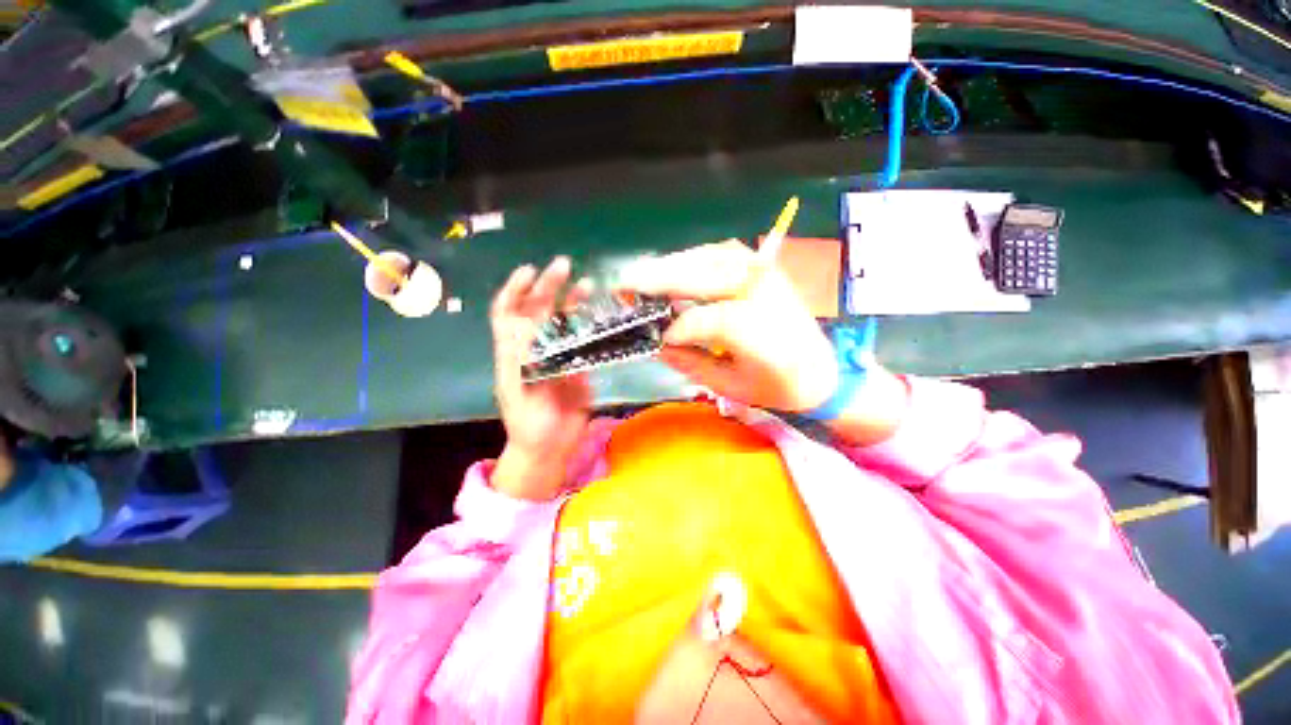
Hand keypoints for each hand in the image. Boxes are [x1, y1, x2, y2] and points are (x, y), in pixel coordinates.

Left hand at [490, 257, 592, 499]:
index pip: (507, 313)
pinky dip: (590, 324)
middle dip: (548, 286)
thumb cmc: (529, 426)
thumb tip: (527, 325)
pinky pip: (583, 340)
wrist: (550, 447)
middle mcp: (535, 348)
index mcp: (513, 354)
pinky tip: (600, 314)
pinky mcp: (578, 364)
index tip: (529, 271)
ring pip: (563, 321)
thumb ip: (522, 362)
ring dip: (572, 300)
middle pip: (538, 310)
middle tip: (563, 266)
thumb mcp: (519, 394)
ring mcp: (558, 355)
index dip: (515, 289)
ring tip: (587, 283)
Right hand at [618, 240, 838, 412]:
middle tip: (624, 285)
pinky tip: (677, 267)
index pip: (706, 320)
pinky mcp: (765, 269)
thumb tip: (660, 344)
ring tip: (643, 276)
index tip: (657, 340)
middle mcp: (765, 295)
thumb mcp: (733, 388)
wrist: (825, 371)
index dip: (676, 328)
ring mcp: (767, 275)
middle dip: (659, 280)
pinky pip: (724, 253)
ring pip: (711, 258)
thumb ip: (693, 365)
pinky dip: (696, 257)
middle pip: (704, 276)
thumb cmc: (779, 387)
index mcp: (762, 333)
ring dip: (673, 265)